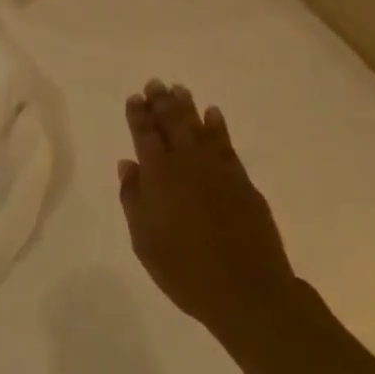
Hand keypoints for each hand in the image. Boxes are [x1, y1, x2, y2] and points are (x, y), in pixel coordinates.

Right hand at [119, 80, 293, 348]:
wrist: (246, 290)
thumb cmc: (184, 270)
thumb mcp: (144, 240)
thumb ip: (133, 198)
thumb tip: (128, 164)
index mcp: (158, 175)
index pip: (144, 134)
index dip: (138, 114)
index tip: (134, 98)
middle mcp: (187, 162)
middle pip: (172, 122)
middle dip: (161, 101)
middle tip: (155, 83)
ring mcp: (218, 169)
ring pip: (199, 126)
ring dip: (187, 106)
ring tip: (179, 89)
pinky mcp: (242, 180)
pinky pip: (226, 142)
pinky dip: (217, 125)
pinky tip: (213, 114)